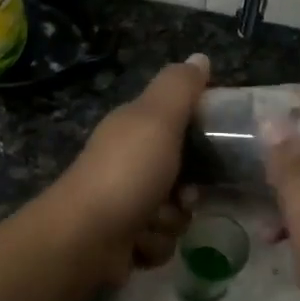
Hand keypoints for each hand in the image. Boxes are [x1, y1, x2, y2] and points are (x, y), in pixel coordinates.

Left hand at [53, 54, 208, 275]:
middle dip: (189, 189)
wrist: (84, 238)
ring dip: (170, 220)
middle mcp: (128, 160)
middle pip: (183, 172)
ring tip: (153, 221)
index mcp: (134, 127)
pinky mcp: (124, 238)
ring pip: (175, 211)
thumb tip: (200, 57)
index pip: (179, 120)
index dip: (201, 132)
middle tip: (186, 194)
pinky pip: (160, 240)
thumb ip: (180, 87)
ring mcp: (124, 201)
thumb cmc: (126, 172)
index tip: (214, 144)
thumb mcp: (158, 118)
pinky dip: (154, 244)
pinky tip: (138, 243)